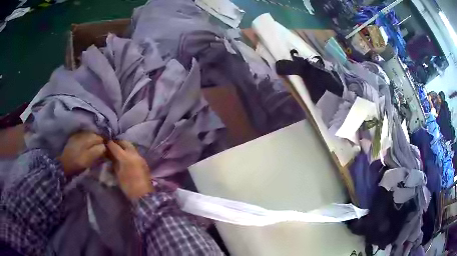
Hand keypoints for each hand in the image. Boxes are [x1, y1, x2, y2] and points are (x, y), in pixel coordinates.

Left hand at [59, 132, 106, 176]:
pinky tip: (88, 146)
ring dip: (94, 140)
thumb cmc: (77, 163)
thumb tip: (105, 146)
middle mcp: (83, 134)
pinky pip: (84, 136)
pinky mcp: (74, 138)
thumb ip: (97, 151)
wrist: (63, 164)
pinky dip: (88, 140)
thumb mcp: (88, 159)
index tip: (108, 150)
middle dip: (100, 140)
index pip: (100, 138)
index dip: (105, 143)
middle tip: (103, 149)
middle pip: (95, 135)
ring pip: (89, 135)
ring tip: (96, 147)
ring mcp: (77, 135)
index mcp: (87, 138)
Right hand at [107, 140, 153, 200]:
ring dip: (124, 146)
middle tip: (112, 145)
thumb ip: (114, 163)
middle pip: (125, 143)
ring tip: (118, 150)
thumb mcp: (118, 174)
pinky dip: (129, 151)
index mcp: (126, 157)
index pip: (116, 146)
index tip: (105, 142)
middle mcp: (134, 154)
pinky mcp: (143, 161)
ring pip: (131, 146)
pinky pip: (135, 152)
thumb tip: (111, 156)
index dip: (109, 144)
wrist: (143, 195)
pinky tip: (125, 156)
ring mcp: (140, 157)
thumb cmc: (128, 186)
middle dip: (118, 142)